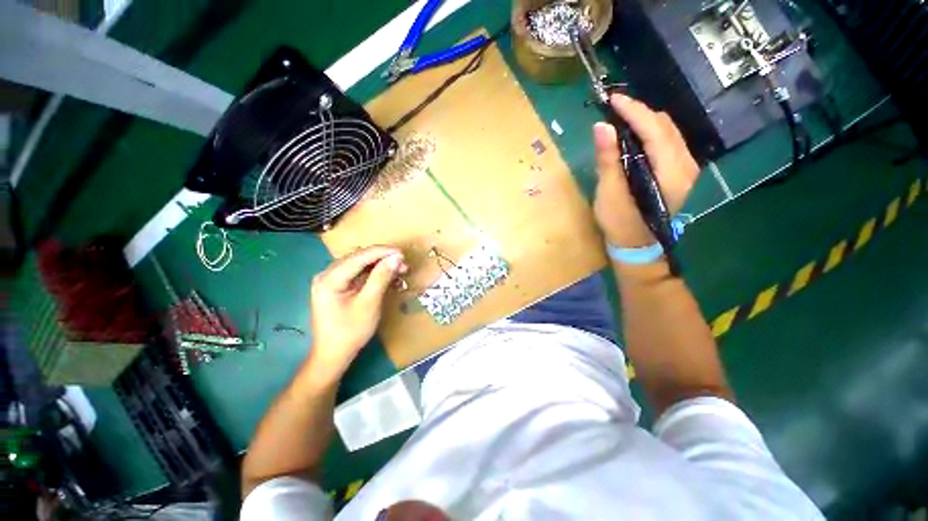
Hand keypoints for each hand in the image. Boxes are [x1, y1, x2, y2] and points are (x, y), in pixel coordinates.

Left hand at [306, 246, 407, 384]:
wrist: (333, 355)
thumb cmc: (350, 332)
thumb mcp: (369, 303)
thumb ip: (381, 277)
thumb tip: (396, 258)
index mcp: (330, 278)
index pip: (359, 256)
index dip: (382, 252)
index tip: (402, 253)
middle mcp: (327, 274)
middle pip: (359, 258)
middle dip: (382, 259)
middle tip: (403, 263)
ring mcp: (331, 280)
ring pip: (360, 265)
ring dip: (380, 266)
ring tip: (399, 270)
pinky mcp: (337, 287)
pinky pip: (357, 274)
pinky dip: (373, 274)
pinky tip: (387, 277)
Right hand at [593, 94, 699, 247]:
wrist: (638, 247)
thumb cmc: (621, 223)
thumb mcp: (611, 193)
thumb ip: (609, 159)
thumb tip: (601, 127)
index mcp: (671, 172)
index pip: (655, 129)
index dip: (633, 111)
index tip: (613, 99)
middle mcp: (686, 166)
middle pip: (666, 127)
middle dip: (640, 113)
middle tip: (615, 109)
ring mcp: (686, 170)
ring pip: (670, 134)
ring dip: (646, 122)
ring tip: (622, 119)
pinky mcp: (680, 175)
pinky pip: (669, 144)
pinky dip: (651, 134)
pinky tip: (635, 137)